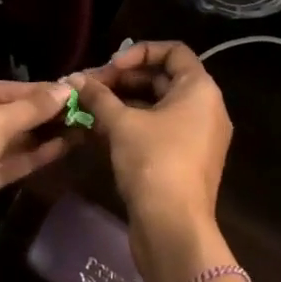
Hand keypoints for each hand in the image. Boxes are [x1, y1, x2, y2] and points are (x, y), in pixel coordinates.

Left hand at [0, 81, 75, 242]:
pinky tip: (61, 149)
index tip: (67, 91)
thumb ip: (33, 106)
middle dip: (38, 115)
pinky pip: (3, 165)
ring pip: (4, 142)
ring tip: (77, 129)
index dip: (32, 90)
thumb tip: (68, 89)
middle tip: (77, 110)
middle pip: (1, 115)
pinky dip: (29, 158)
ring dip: (38, 136)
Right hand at [71, 42, 230, 240]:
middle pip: (163, 78)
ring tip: (88, 107)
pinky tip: (99, 130)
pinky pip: (159, 130)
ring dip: (123, 103)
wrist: (174, 230)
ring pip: (157, 106)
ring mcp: (197, 136)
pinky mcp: (185, 160)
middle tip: (90, 87)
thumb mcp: (122, 124)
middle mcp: (205, 108)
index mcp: (200, 90)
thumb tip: (74, 79)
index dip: (140, 52)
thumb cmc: (154, 163)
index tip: (111, 66)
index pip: (174, 51)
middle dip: (123, 80)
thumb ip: (99, 96)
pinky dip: (133, 126)